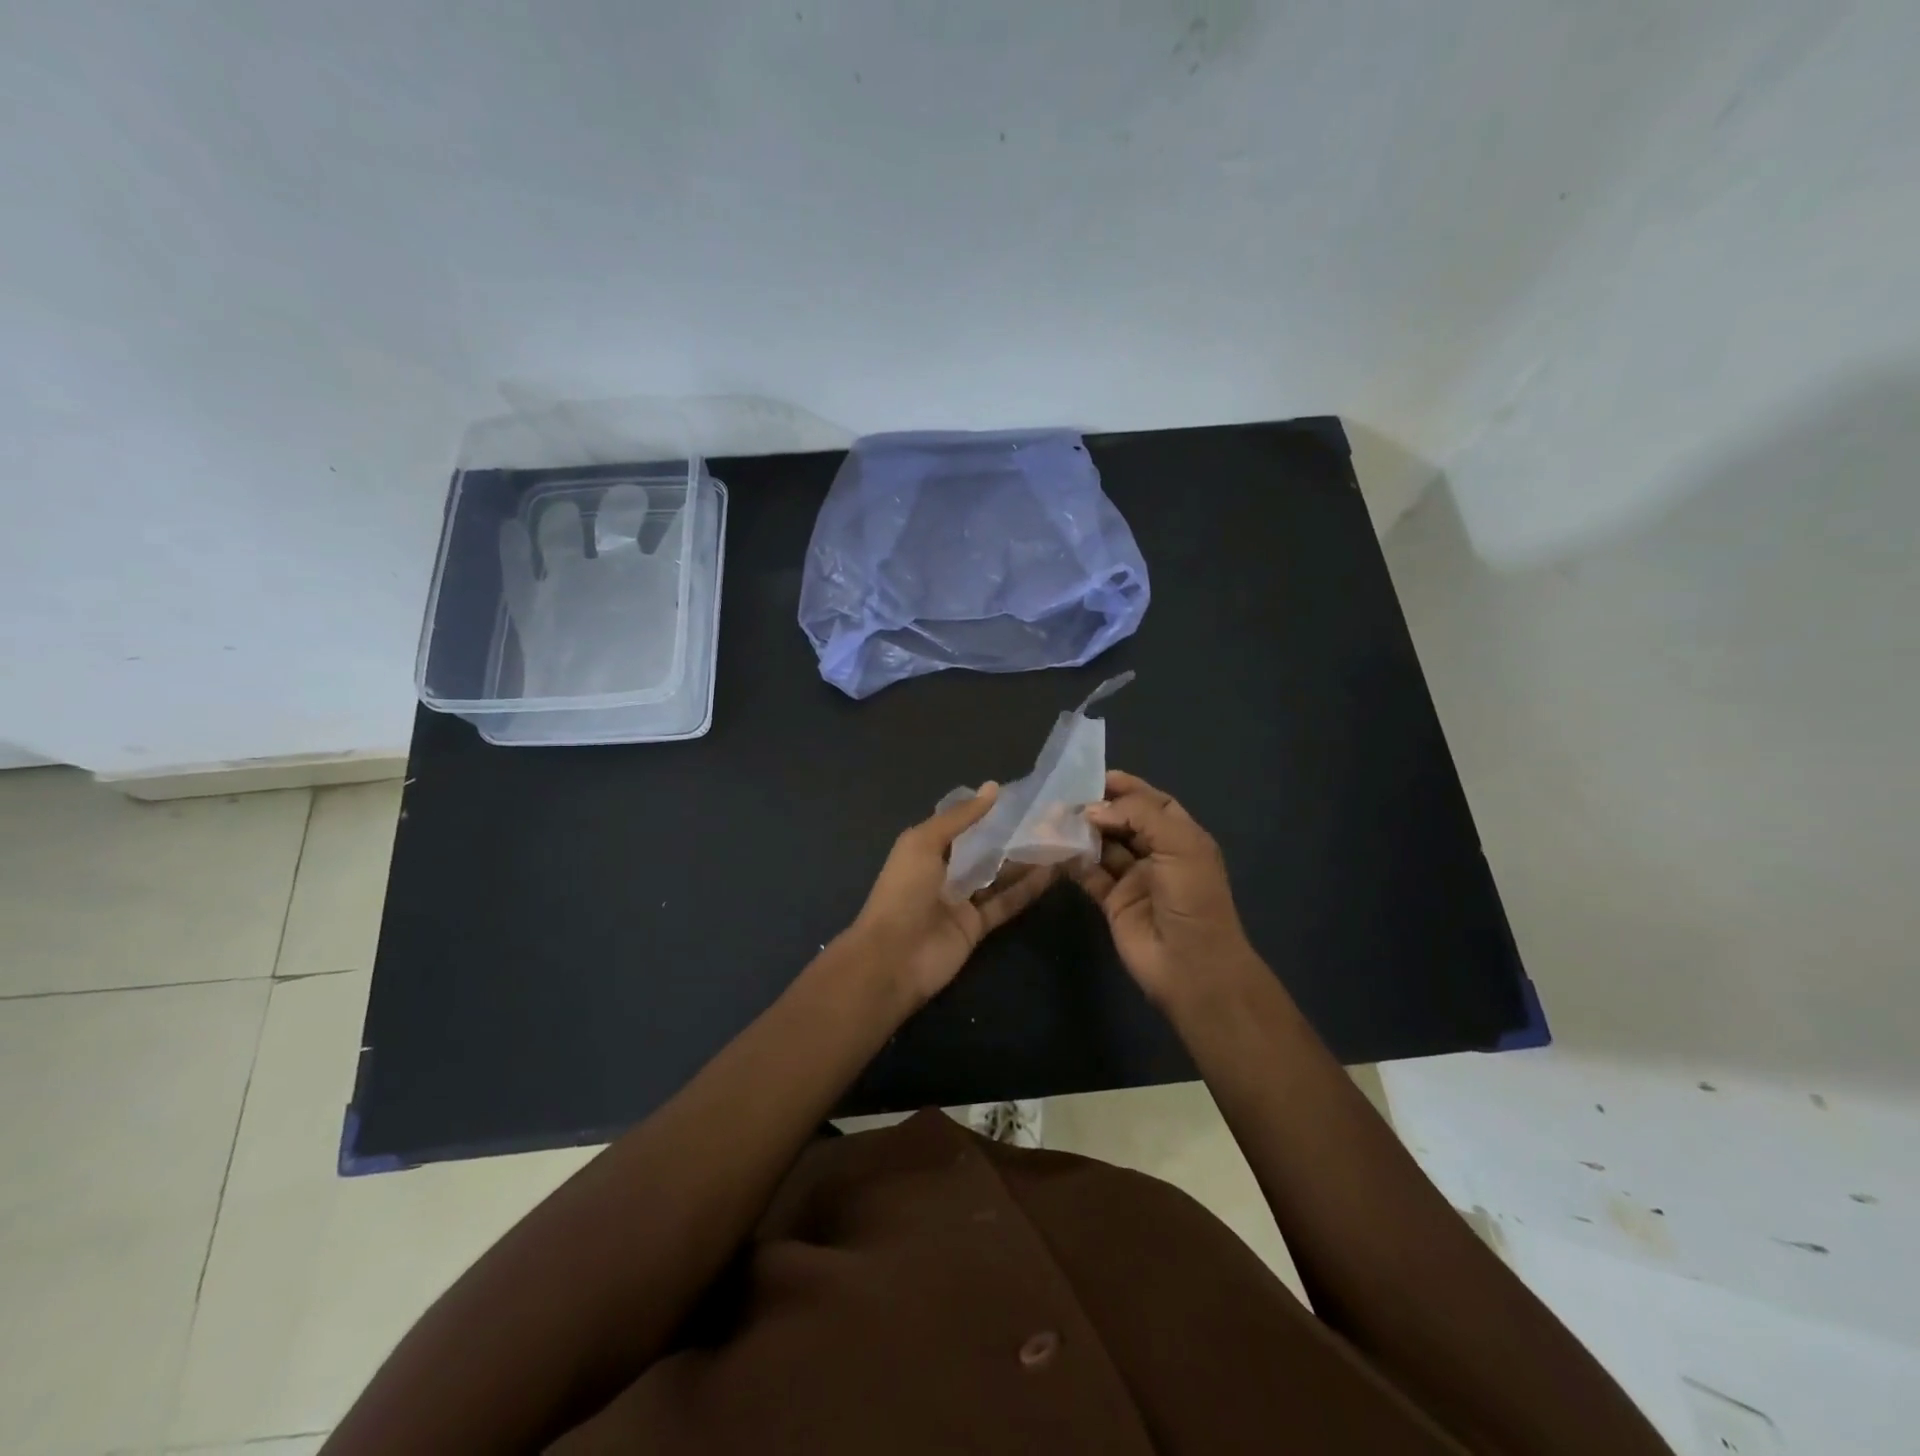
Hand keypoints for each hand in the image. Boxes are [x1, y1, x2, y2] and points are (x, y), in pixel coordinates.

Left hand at [847, 784, 1058, 1005]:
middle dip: (1013, 835)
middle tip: (1051, 819)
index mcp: (927, 848)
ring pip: (999, 876)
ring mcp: (962, 900)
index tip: (1023, 797)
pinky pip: (1006, 902)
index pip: (963, 824)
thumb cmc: (904, 892)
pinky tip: (1053, 872)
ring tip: (1059, 840)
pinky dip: (1027, 889)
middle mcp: (946, 871)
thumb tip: (994, 787)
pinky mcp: (978, 926)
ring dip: (1026, 861)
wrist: (893, 958)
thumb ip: (960, 817)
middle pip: (985, 850)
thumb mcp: (924, 843)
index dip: (988, 811)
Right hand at [1074, 770, 1261, 1006]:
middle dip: (1098, 808)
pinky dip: (1073, 860)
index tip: (1094, 777)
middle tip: (1064, 797)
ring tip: (1053, 818)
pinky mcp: (1113, 902)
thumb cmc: (1193, 898)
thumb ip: (1138, 816)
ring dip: (1082, 832)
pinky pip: (1090, 874)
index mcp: (1181, 837)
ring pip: (1103, 846)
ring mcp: (1134, 879)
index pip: (1152, 803)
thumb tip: (1093, 809)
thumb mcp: (1178, 845)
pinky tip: (1055, 847)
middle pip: (1124, 822)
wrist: (1192, 966)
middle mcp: (1157, 854)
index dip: (1127, 788)